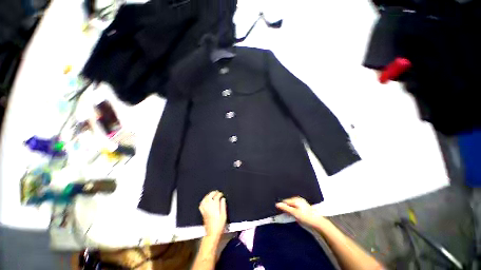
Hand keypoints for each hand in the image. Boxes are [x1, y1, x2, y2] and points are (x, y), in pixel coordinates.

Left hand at [199, 191, 226, 237]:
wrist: (212, 234)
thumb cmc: (219, 225)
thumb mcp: (224, 215)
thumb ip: (223, 206)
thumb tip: (223, 199)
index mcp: (215, 207)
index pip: (216, 197)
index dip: (219, 194)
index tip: (222, 194)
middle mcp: (209, 206)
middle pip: (210, 196)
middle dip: (213, 193)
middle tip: (217, 192)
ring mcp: (205, 209)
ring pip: (205, 199)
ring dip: (208, 195)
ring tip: (212, 194)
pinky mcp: (202, 212)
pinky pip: (201, 204)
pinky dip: (203, 201)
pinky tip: (205, 200)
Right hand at [276, 197, 327, 227]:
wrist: (318, 223)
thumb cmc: (306, 218)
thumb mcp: (294, 213)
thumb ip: (285, 208)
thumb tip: (277, 204)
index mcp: (295, 199)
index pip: (285, 201)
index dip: (283, 207)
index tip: (284, 213)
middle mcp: (298, 199)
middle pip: (288, 203)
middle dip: (288, 209)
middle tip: (291, 216)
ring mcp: (301, 202)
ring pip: (292, 206)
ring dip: (291, 211)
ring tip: (295, 217)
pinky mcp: (304, 206)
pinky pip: (296, 207)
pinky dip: (295, 211)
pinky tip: (298, 216)